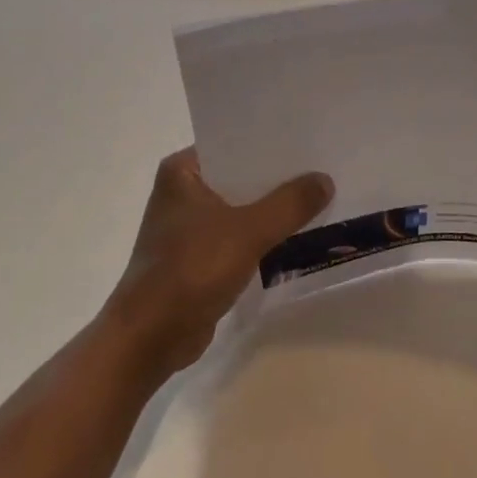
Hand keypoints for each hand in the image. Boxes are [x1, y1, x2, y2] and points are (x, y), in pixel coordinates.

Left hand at [102, 148, 333, 381]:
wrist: (151, 337)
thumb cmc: (191, 270)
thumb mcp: (249, 231)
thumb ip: (290, 203)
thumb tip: (325, 180)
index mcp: (183, 171)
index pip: (235, 144)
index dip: (274, 144)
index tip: (312, 140)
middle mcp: (184, 192)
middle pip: (242, 177)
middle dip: (280, 179)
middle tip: (326, 169)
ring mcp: (190, 226)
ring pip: (244, 208)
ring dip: (275, 210)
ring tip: (322, 198)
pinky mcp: (199, 257)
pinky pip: (241, 236)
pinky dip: (265, 237)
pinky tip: (299, 235)